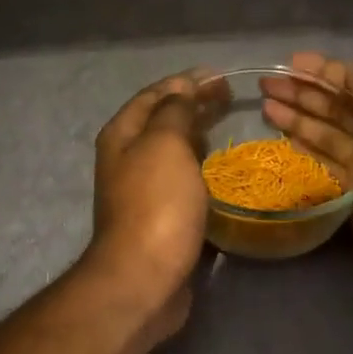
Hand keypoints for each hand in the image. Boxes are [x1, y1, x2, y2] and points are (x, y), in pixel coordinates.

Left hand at [84, 73, 209, 342]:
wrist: (145, 277)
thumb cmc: (156, 205)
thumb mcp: (165, 145)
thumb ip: (174, 112)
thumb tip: (182, 89)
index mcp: (122, 136)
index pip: (154, 95)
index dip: (185, 82)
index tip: (221, 76)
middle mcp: (127, 160)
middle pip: (161, 122)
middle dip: (193, 106)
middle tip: (229, 97)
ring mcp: (142, 191)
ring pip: (172, 153)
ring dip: (197, 136)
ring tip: (227, 127)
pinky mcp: (161, 218)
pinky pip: (182, 181)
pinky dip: (200, 168)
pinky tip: (220, 171)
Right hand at [260, 52, 352, 331]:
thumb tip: (351, 74)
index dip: (328, 71)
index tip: (294, 63)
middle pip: (342, 108)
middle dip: (306, 93)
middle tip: (267, 84)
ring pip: (330, 135)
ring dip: (300, 119)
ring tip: (266, 106)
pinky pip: (326, 163)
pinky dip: (306, 149)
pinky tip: (283, 139)